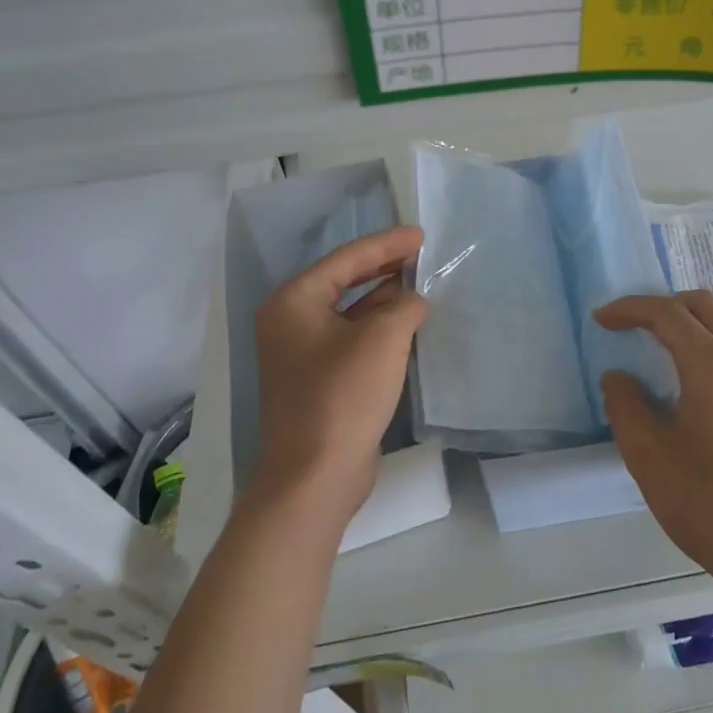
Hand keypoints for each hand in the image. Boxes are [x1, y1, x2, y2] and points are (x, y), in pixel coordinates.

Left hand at [251, 226, 427, 531]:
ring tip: (420, 284)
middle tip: (420, 254)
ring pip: (349, 311)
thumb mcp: (383, 338)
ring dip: (383, 298)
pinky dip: (379, 327)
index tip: (420, 235)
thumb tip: (413, 301)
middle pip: (344, 281)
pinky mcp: (318, 381)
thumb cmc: (343, 395)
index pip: (346, 259)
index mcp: (294, 302)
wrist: (315, 476)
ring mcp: (302, 354)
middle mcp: (291, 322)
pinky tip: (407, 324)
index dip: (386, 244)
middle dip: (383, 267)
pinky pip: (352, 339)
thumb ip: (404, 305)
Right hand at [596, 291, 712, 603]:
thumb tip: (619, 377)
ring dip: (690, 320)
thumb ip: (626, 405)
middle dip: (660, 305)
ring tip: (661, 345)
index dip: (630, 309)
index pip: (667, 314)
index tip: (601, 319)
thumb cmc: (707, 504)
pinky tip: (697, 375)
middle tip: (629, 326)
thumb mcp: (648, 457)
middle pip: (701, 305)